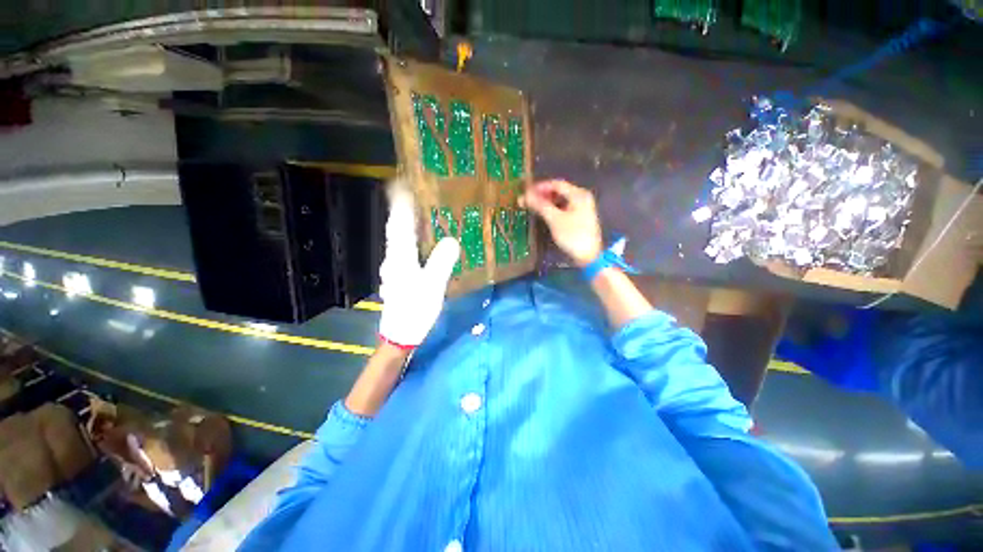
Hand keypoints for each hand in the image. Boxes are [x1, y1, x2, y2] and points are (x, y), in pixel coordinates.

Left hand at [377, 184, 459, 347]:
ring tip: (418, 214)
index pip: (399, 224)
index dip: (400, 204)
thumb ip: (441, 262)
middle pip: (396, 229)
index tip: (402, 185)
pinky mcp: (399, 276)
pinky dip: (410, 240)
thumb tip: (451, 240)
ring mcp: (395, 268)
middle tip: (412, 196)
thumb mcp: (432, 285)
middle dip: (401, 211)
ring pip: (398, 240)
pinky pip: (404, 251)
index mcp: (401, 257)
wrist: (401, 333)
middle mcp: (394, 258)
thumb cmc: (415, 309)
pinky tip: (419, 243)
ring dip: (406, 225)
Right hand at [521, 179, 602, 266]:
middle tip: (528, 200)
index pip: (556, 184)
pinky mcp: (580, 217)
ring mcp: (582, 208)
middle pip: (559, 191)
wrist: (589, 256)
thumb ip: (540, 206)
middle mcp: (582, 197)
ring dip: (547, 202)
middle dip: (542, 195)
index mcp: (578, 194)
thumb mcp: (555, 220)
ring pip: (561, 200)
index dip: (540, 187)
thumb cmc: (573, 236)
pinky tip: (544, 214)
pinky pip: (564, 208)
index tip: (526, 191)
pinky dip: (553, 209)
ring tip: (533, 207)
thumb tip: (525, 195)